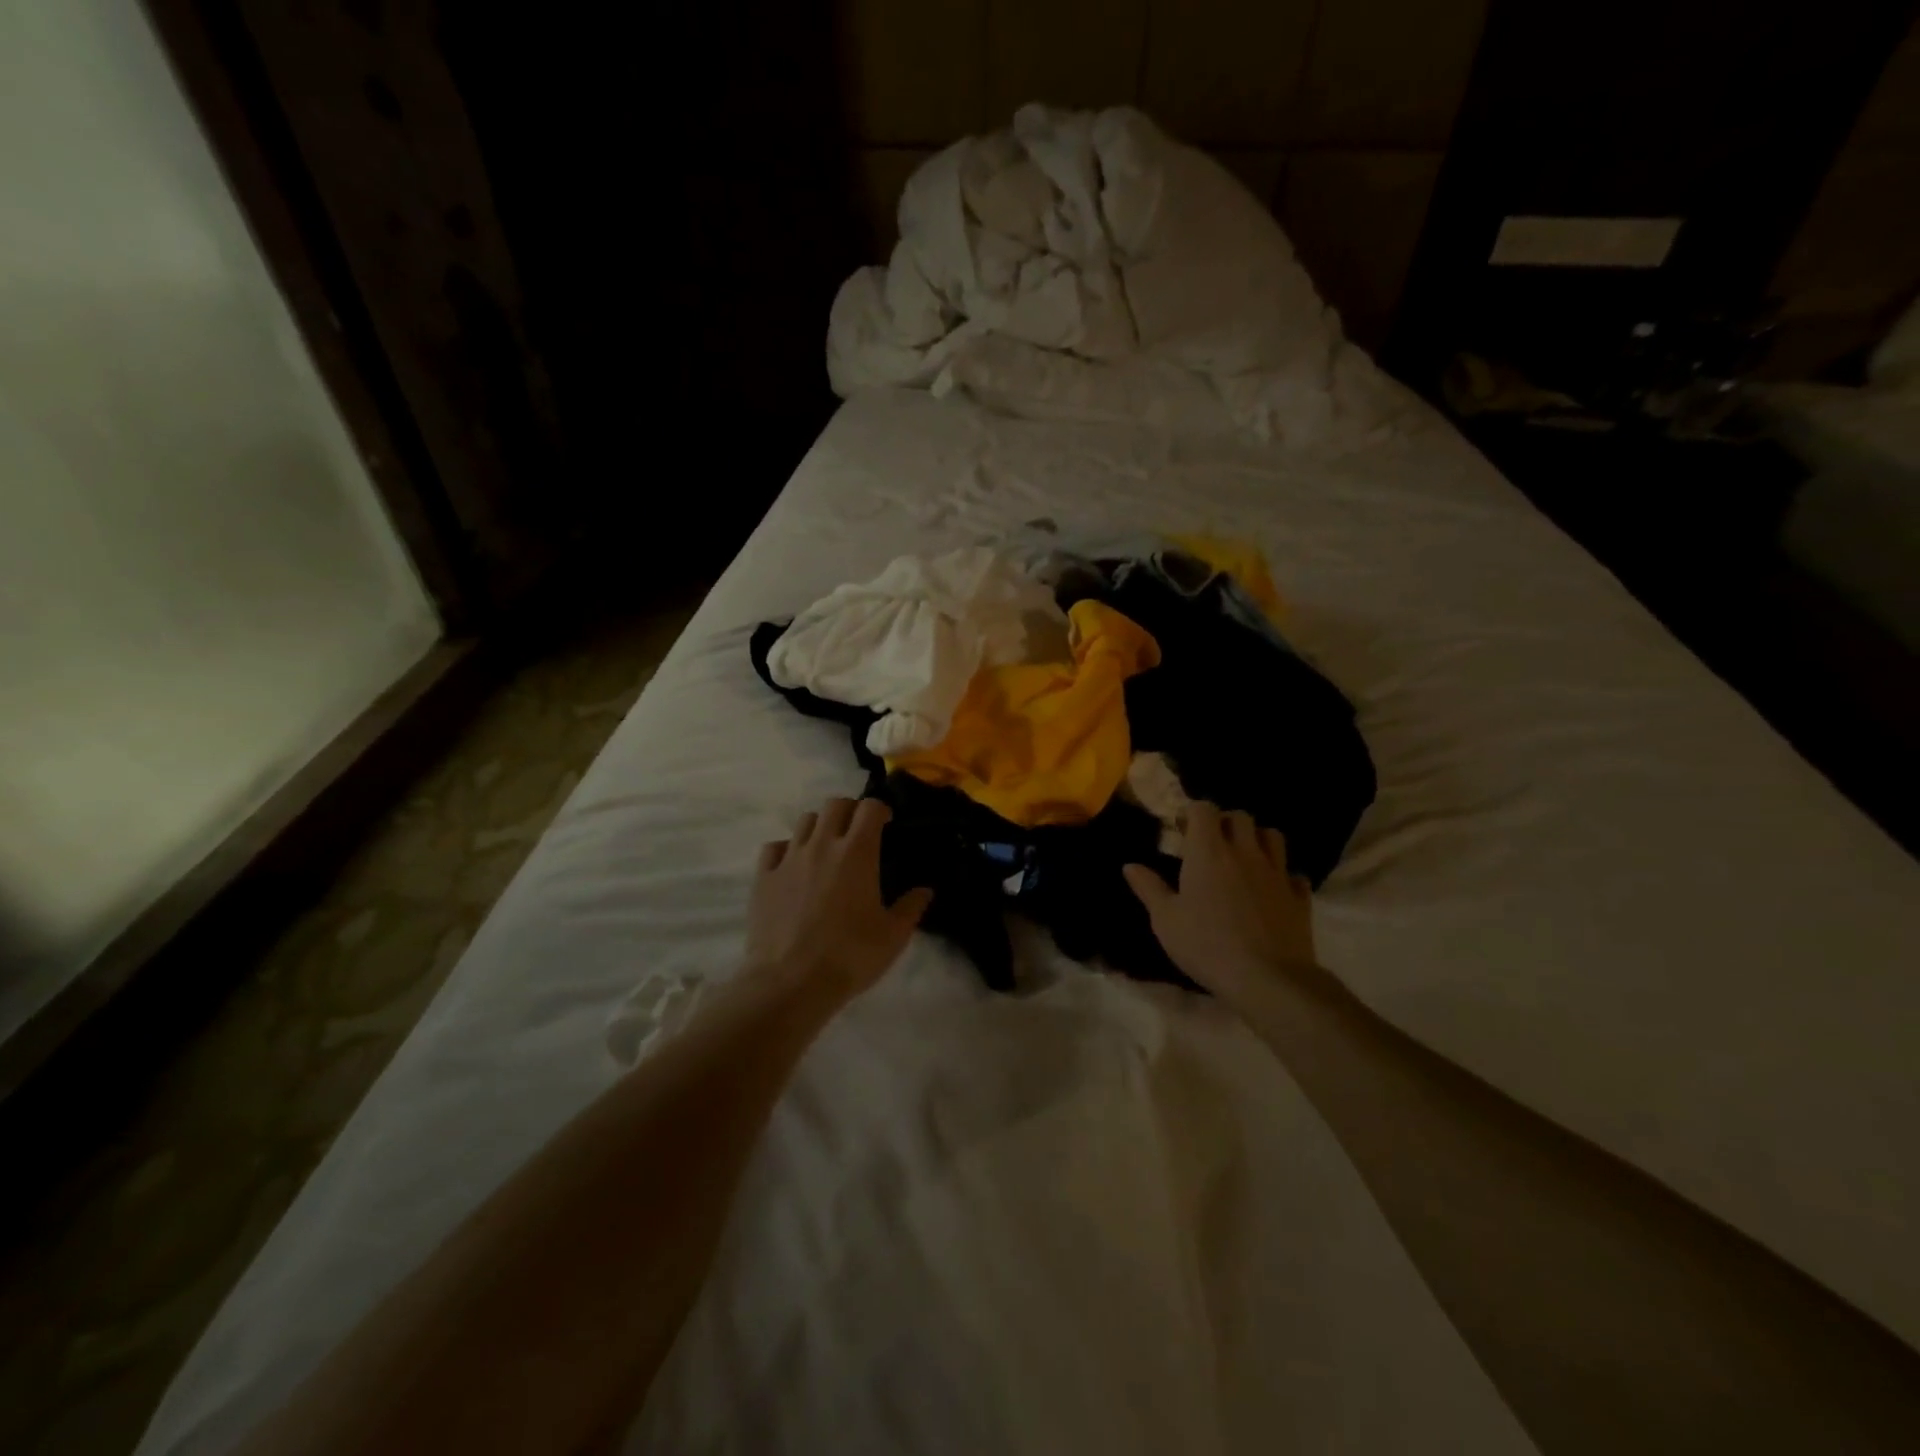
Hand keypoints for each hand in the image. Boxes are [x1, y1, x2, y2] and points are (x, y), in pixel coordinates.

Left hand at [745, 798, 931, 1002]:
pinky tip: (793, 868)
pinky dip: (787, 850)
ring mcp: (789, 858)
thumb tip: (925, 890)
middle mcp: (822, 844)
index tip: (886, 824)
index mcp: (857, 852)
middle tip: (858, 833)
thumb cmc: (850, 956)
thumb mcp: (893, 936)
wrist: (791, 982)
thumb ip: (911, 907)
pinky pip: (775, 847)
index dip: (880, 810)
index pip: (869, 808)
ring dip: (820, 827)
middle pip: (835, 804)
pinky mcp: (763, 877)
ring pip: (805, 821)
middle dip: (850, 811)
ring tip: (827, 849)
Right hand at [1123, 803, 1323, 1005]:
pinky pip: (1292, 873)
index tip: (1181, 830)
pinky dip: (1282, 875)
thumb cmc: (1206, 945)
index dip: (1192, 813)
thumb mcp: (1165, 920)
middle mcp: (1245, 852)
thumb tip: (1130, 865)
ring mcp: (1276, 873)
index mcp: (1208, 852)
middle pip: (1240, 817)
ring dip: (1256, 840)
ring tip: (1243, 859)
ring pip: (1272, 836)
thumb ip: (1149, 888)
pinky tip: (1270, 890)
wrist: (1268, 979)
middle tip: (1210, 844)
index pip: (1204, 809)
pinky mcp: (1298, 897)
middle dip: (1224, 822)